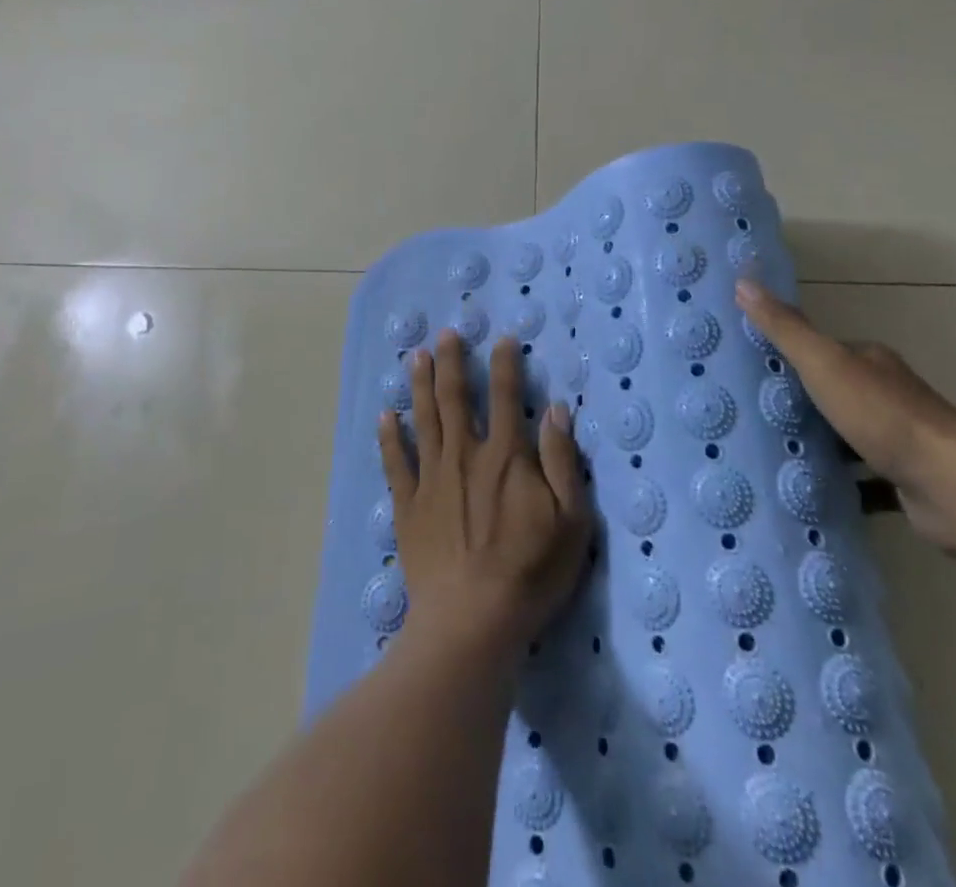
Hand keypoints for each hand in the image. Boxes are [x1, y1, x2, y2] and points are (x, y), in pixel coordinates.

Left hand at [378, 331, 590, 664]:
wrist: (471, 621)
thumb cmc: (530, 572)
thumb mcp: (570, 520)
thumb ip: (563, 461)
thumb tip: (556, 410)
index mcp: (505, 456)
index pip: (506, 397)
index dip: (505, 365)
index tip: (502, 338)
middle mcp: (465, 455)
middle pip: (456, 398)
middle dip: (451, 362)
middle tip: (445, 334)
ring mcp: (432, 479)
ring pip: (424, 420)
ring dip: (420, 385)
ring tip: (415, 356)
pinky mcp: (408, 506)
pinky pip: (395, 463)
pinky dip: (389, 437)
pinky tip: (385, 416)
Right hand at [736, 278, 955, 552]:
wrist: (952, 486)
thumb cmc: (883, 415)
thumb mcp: (823, 363)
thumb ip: (785, 328)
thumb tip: (743, 281)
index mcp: (870, 362)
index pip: (823, 351)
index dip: (789, 357)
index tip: (751, 372)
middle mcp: (888, 395)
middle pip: (834, 394)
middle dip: (799, 405)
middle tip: (752, 417)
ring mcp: (900, 440)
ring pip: (848, 438)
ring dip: (818, 446)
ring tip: (772, 455)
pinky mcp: (906, 481)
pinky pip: (864, 480)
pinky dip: (841, 485)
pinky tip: (809, 493)